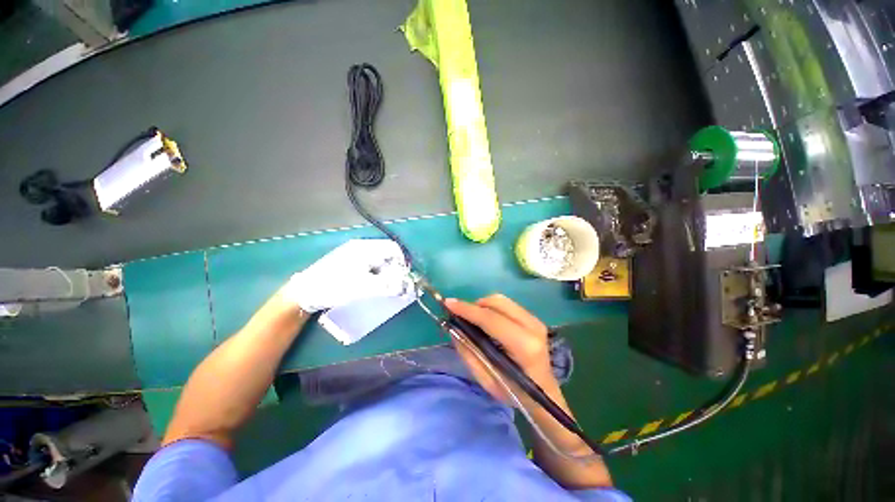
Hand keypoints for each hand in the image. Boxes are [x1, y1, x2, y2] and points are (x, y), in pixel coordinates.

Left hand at [282, 239, 409, 312]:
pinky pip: (370, 266)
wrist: (305, 293)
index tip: (404, 277)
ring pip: (379, 261)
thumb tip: (406, 285)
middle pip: (387, 254)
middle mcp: (362, 247)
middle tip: (395, 285)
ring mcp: (354, 254)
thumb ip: (387, 285)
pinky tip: (372, 285)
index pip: (394, 248)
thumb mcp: (363, 287)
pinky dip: (376, 275)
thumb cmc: (335, 286)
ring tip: (384, 287)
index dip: (403, 262)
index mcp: (366, 248)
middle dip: (395, 269)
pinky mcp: (350, 263)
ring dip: (386, 273)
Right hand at [445, 294, 558, 401]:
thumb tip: (453, 328)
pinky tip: (487, 321)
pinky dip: (492, 308)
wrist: (545, 394)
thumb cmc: (516, 393)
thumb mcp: (487, 381)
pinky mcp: (534, 318)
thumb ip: (469, 353)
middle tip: (461, 317)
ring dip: (483, 305)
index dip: (467, 309)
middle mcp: (532, 327)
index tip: (448, 303)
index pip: (491, 319)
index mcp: (524, 346)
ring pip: (501, 300)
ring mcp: (535, 320)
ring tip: (474, 320)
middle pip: (497, 302)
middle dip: (474, 305)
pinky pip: (507, 304)